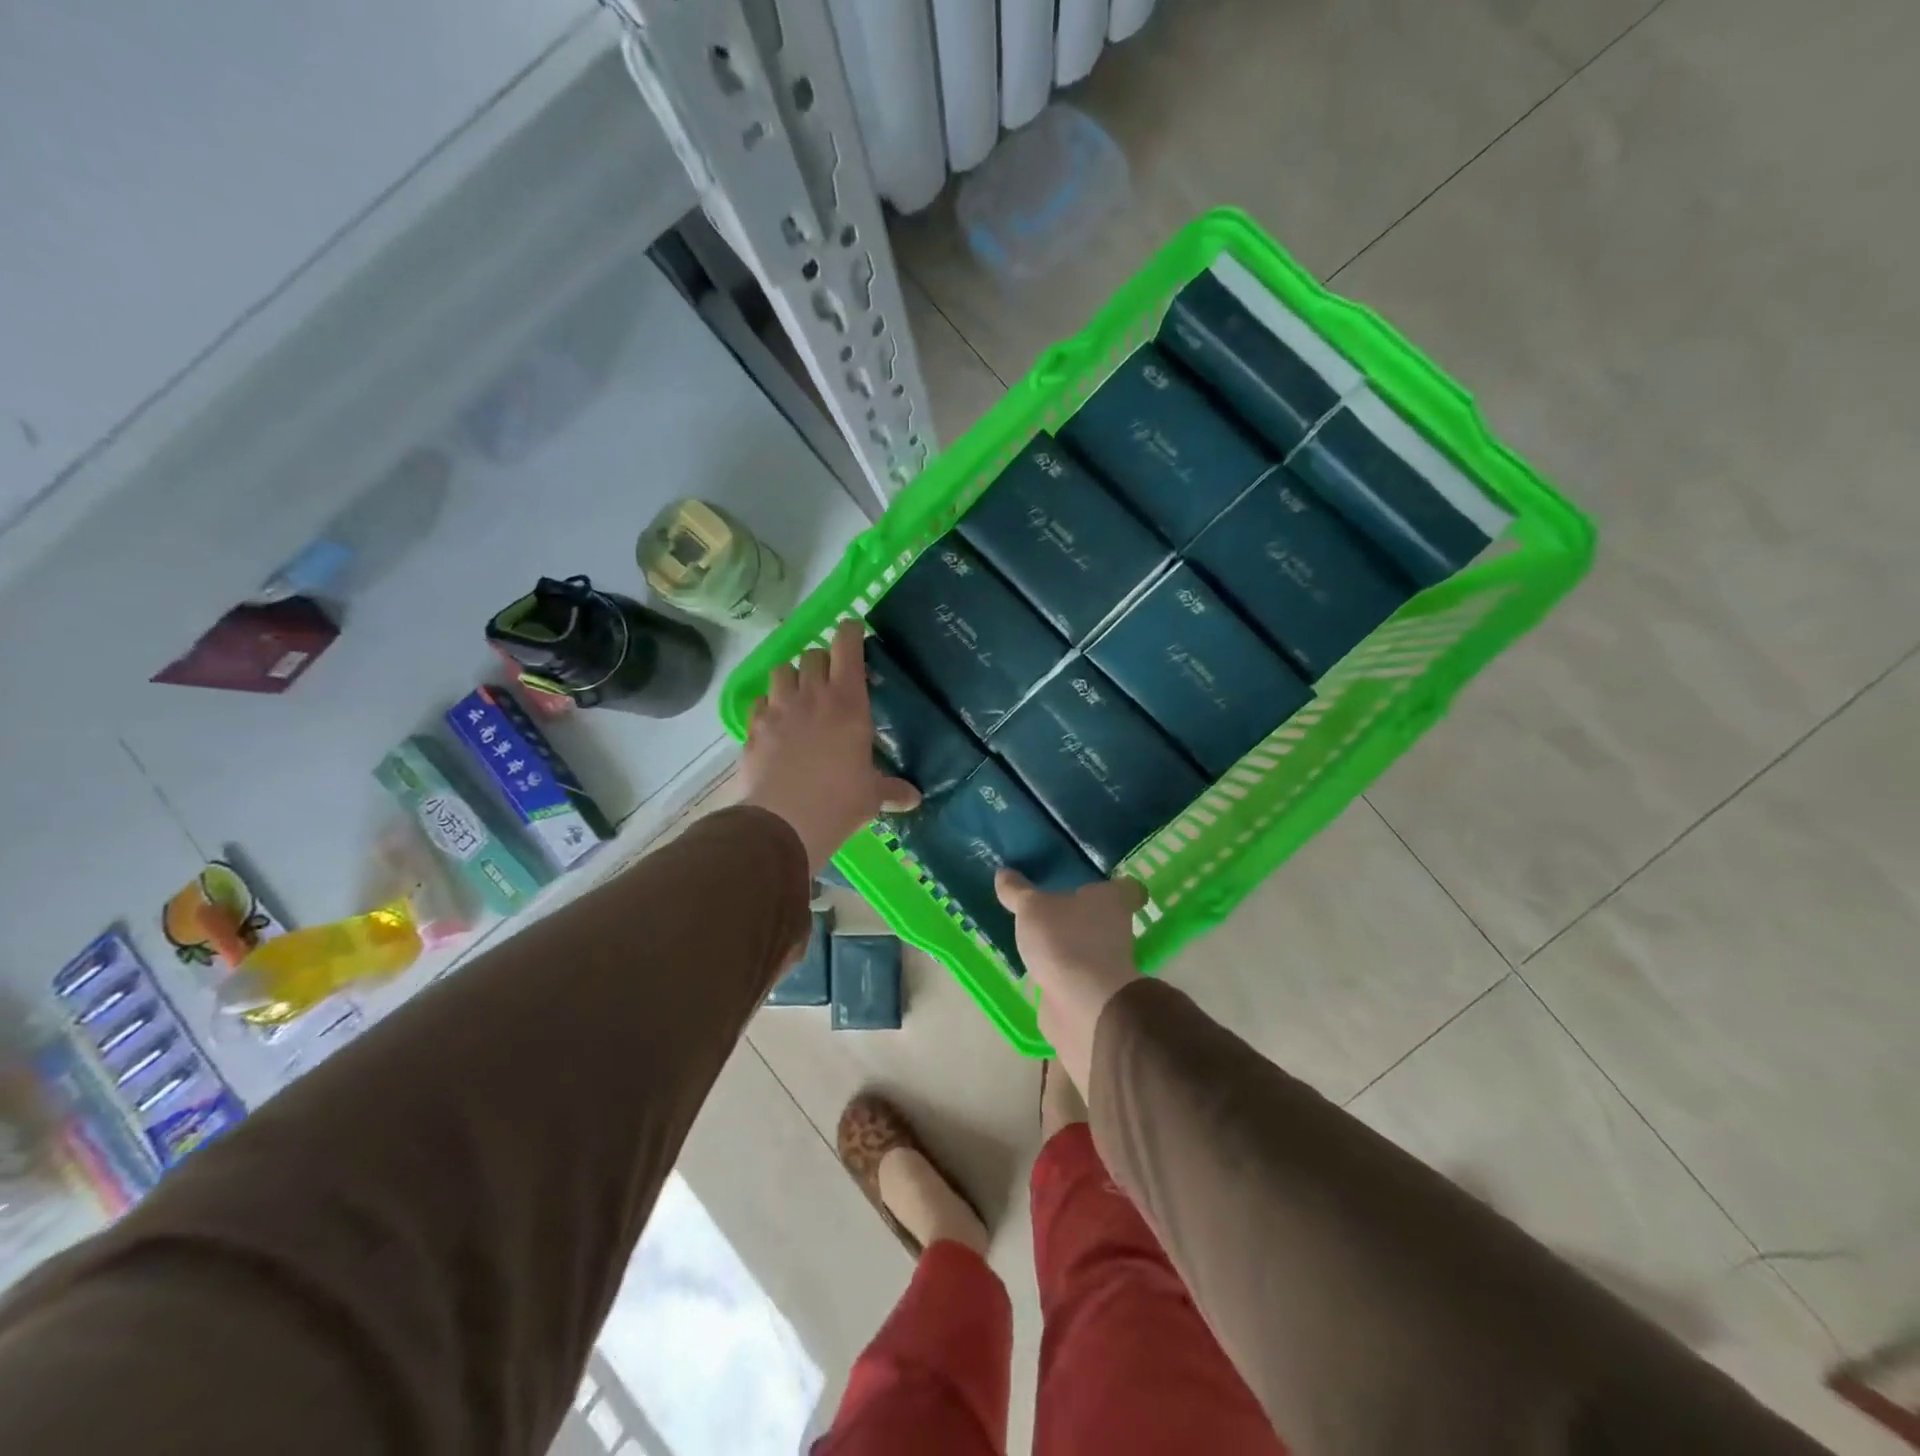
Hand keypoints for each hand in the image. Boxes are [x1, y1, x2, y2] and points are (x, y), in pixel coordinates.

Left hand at [739, 619, 919, 875]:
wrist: (784, 822)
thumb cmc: (839, 802)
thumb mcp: (872, 796)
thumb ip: (892, 790)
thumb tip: (914, 798)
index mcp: (848, 702)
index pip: (846, 646)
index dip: (849, 632)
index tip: (853, 630)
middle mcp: (812, 695)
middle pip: (812, 654)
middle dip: (821, 660)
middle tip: (830, 678)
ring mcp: (778, 709)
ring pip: (781, 670)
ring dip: (792, 677)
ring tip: (799, 695)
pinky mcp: (754, 727)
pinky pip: (759, 701)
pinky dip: (768, 705)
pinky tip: (775, 723)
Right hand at [995, 869, 1146, 1095]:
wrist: (1083, 1006)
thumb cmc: (1065, 941)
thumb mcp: (1031, 908)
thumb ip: (1017, 891)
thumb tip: (1003, 873)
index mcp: (1112, 901)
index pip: (1129, 888)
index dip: (1115, 885)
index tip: (1096, 884)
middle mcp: (1117, 930)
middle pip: (1106, 918)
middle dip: (1083, 915)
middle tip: (1053, 906)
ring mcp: (1108, 965)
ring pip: (1091, 947)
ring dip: (1070, 945)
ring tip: (1037, 937)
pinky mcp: (1093, 993)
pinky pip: (1076, 976)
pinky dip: (1061, 974)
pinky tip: (1036, 968)